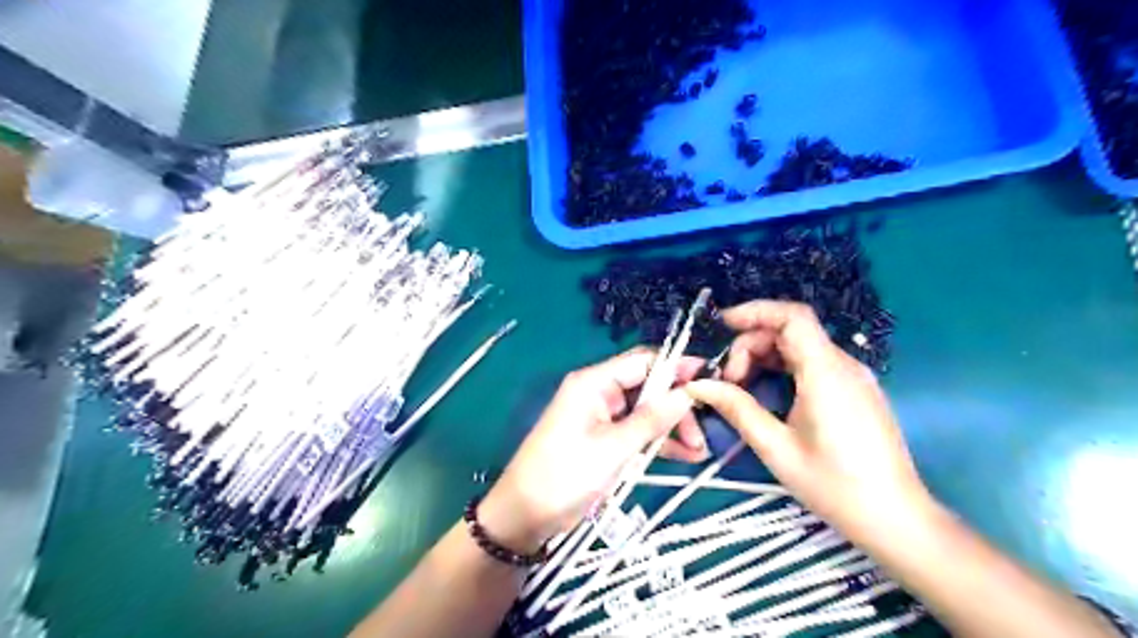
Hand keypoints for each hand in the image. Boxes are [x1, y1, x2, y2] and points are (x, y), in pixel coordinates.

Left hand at [476, 350, 702, 553]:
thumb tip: (688, 393)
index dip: (677, 367)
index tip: (710, 378)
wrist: (525, 515)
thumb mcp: (613, 448)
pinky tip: (685, 456)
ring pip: (645, 411)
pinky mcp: (604, 440)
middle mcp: (599, 393)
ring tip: (699, 450)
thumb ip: (651, 419)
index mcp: (594, 383)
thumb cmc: (565, 475)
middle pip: (648, 387)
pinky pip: (636, 432)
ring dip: (671, 427)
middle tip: (702, 432)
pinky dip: (658, 442)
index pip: (643, 361)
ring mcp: (602, 417)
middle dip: (676, 406)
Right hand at [683, 302, 931, 539]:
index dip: (755, 311)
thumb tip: (698, 385)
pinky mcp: (856, 391)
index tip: (722, 325)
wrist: (895, 519)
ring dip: (766, 357)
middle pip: (791, 332)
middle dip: (752, 345)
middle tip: (728, 381)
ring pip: (801, 347)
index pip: (792, 317)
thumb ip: (736, 408)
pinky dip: (783, 368)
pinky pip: (814, 363)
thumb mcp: (776, 447)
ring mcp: (853, 377)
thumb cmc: (833, 485)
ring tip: (741, 389)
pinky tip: (768, 393)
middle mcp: (843, 365)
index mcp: (826, 372)